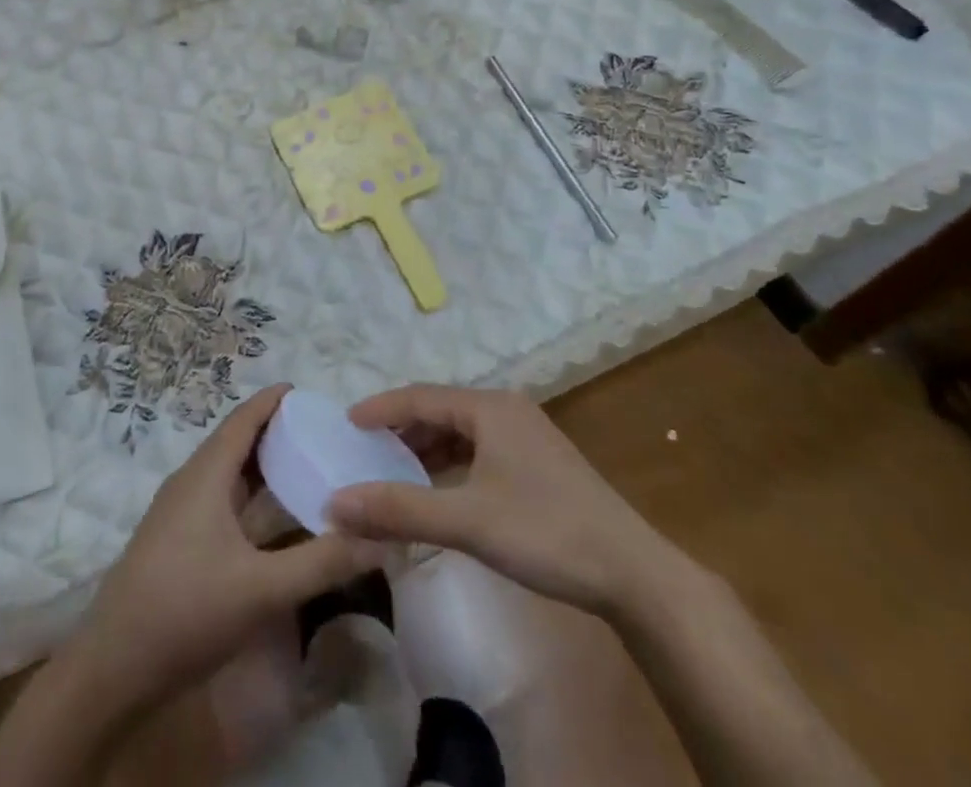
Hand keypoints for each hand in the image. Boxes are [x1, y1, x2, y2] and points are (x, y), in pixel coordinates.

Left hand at [68, 385, 386, 712]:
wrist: (112, 669)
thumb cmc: (186, 611)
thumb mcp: (263, 589)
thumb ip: (322, 562)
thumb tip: (380, 538)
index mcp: (205, 475)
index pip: (242, 420)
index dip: (272, 401)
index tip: (305, 391)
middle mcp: (189, 483)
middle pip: (235, 443)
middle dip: (273, 432)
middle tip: (318, 433)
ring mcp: (178, 514)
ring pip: (226, 474)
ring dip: (260, 466)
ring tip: (302, 467)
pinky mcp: (174, 542)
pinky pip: (219, 499)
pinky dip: (248, 496)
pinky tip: (270, 520)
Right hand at [327, 386, 672, 617]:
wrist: (634, 574)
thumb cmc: (546, 533)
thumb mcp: (467, 521)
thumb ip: (399, 510)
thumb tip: (336, 502)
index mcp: (489, 408)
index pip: (420, 397)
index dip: (381, 409)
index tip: (347, 425)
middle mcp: (507, 410)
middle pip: (441, 411)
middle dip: (402, 430)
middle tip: (366, 452)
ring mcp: (527, 436)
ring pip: (462, 433)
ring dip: (427, 450)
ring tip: (395, 472)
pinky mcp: (539, 464)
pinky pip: (480, 451)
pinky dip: (452, 465)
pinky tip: (441, 491)